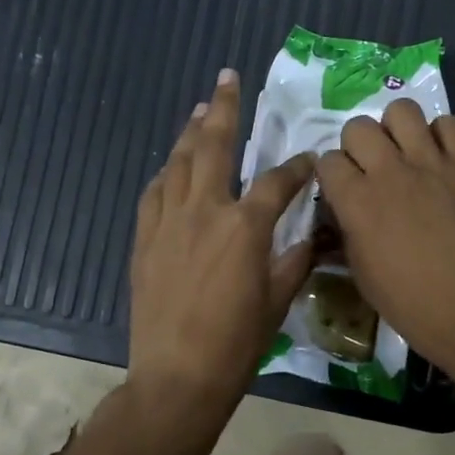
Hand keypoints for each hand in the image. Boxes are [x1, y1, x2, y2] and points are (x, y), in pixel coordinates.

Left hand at [128, 69, 314, 418]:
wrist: (177, 376)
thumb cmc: (236, 344)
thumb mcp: (278, 301)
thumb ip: (294, 260)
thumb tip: (310, 237)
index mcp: (245, 226)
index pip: (278, 181)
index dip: (298, 168)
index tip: (309, 161)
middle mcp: (205, 210)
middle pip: (214, 146)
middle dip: (224, 108)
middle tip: (227, 79)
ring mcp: (168, 222)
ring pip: (178, 163)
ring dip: (191, 133)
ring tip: (200, 111)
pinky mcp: (144, 239)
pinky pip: (154, 193)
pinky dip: (166, 174)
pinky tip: (172, 167)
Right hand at [316, 100, 454, 383]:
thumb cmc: (413, 306)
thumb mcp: (362, 276)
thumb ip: (346, 234)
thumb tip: (341, 215)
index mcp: (357, 202)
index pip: (327, 161)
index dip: (331, 175)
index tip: (341, 189)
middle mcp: (390, 172)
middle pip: (359, 127)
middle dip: (357, 145)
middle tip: (371, 168)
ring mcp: (433, 164)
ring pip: (402, 111)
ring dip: (396, 129)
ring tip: (405, 152)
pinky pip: (450, 125)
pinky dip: (441, 135)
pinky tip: (441, 158)